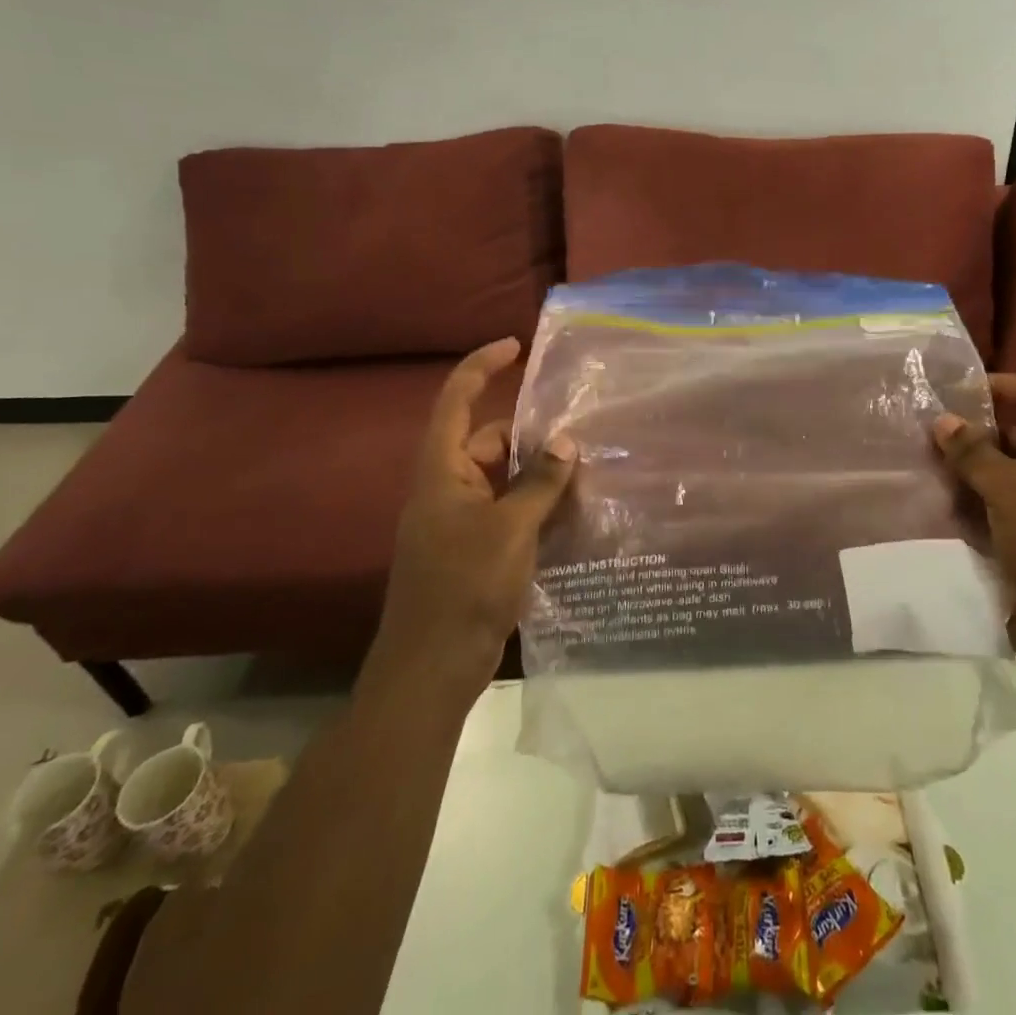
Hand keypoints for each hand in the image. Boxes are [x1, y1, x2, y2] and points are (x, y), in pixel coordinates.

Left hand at [377, 338, 575, 681]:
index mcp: (441, 471)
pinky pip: (506, 509)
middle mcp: (446, 488)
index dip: (481, 366)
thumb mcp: (511, 528)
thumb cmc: (464, 587)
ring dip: (536, 472)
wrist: (432, 668)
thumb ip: (540, 482)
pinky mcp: (472, 549)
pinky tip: (570, 510)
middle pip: (486, 440)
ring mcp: (457, 521)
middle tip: (577, 433)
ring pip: (501, 478)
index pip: (456, 401)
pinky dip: (533, 503)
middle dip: (528, 434)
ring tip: (584, 469)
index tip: (515, 346)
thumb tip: (565, 442)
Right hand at [933, 375, 1015, 659]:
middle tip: (930, 434)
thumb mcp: (1008, 489)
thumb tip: (941, 420)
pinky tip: (946, 502)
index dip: (998, 385)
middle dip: (976, 432)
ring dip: (973, 469)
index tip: (954, 392)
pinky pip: (1010, 501)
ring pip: (1010, 468)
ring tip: (929, 467)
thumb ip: (972, 451)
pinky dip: (982, 498)